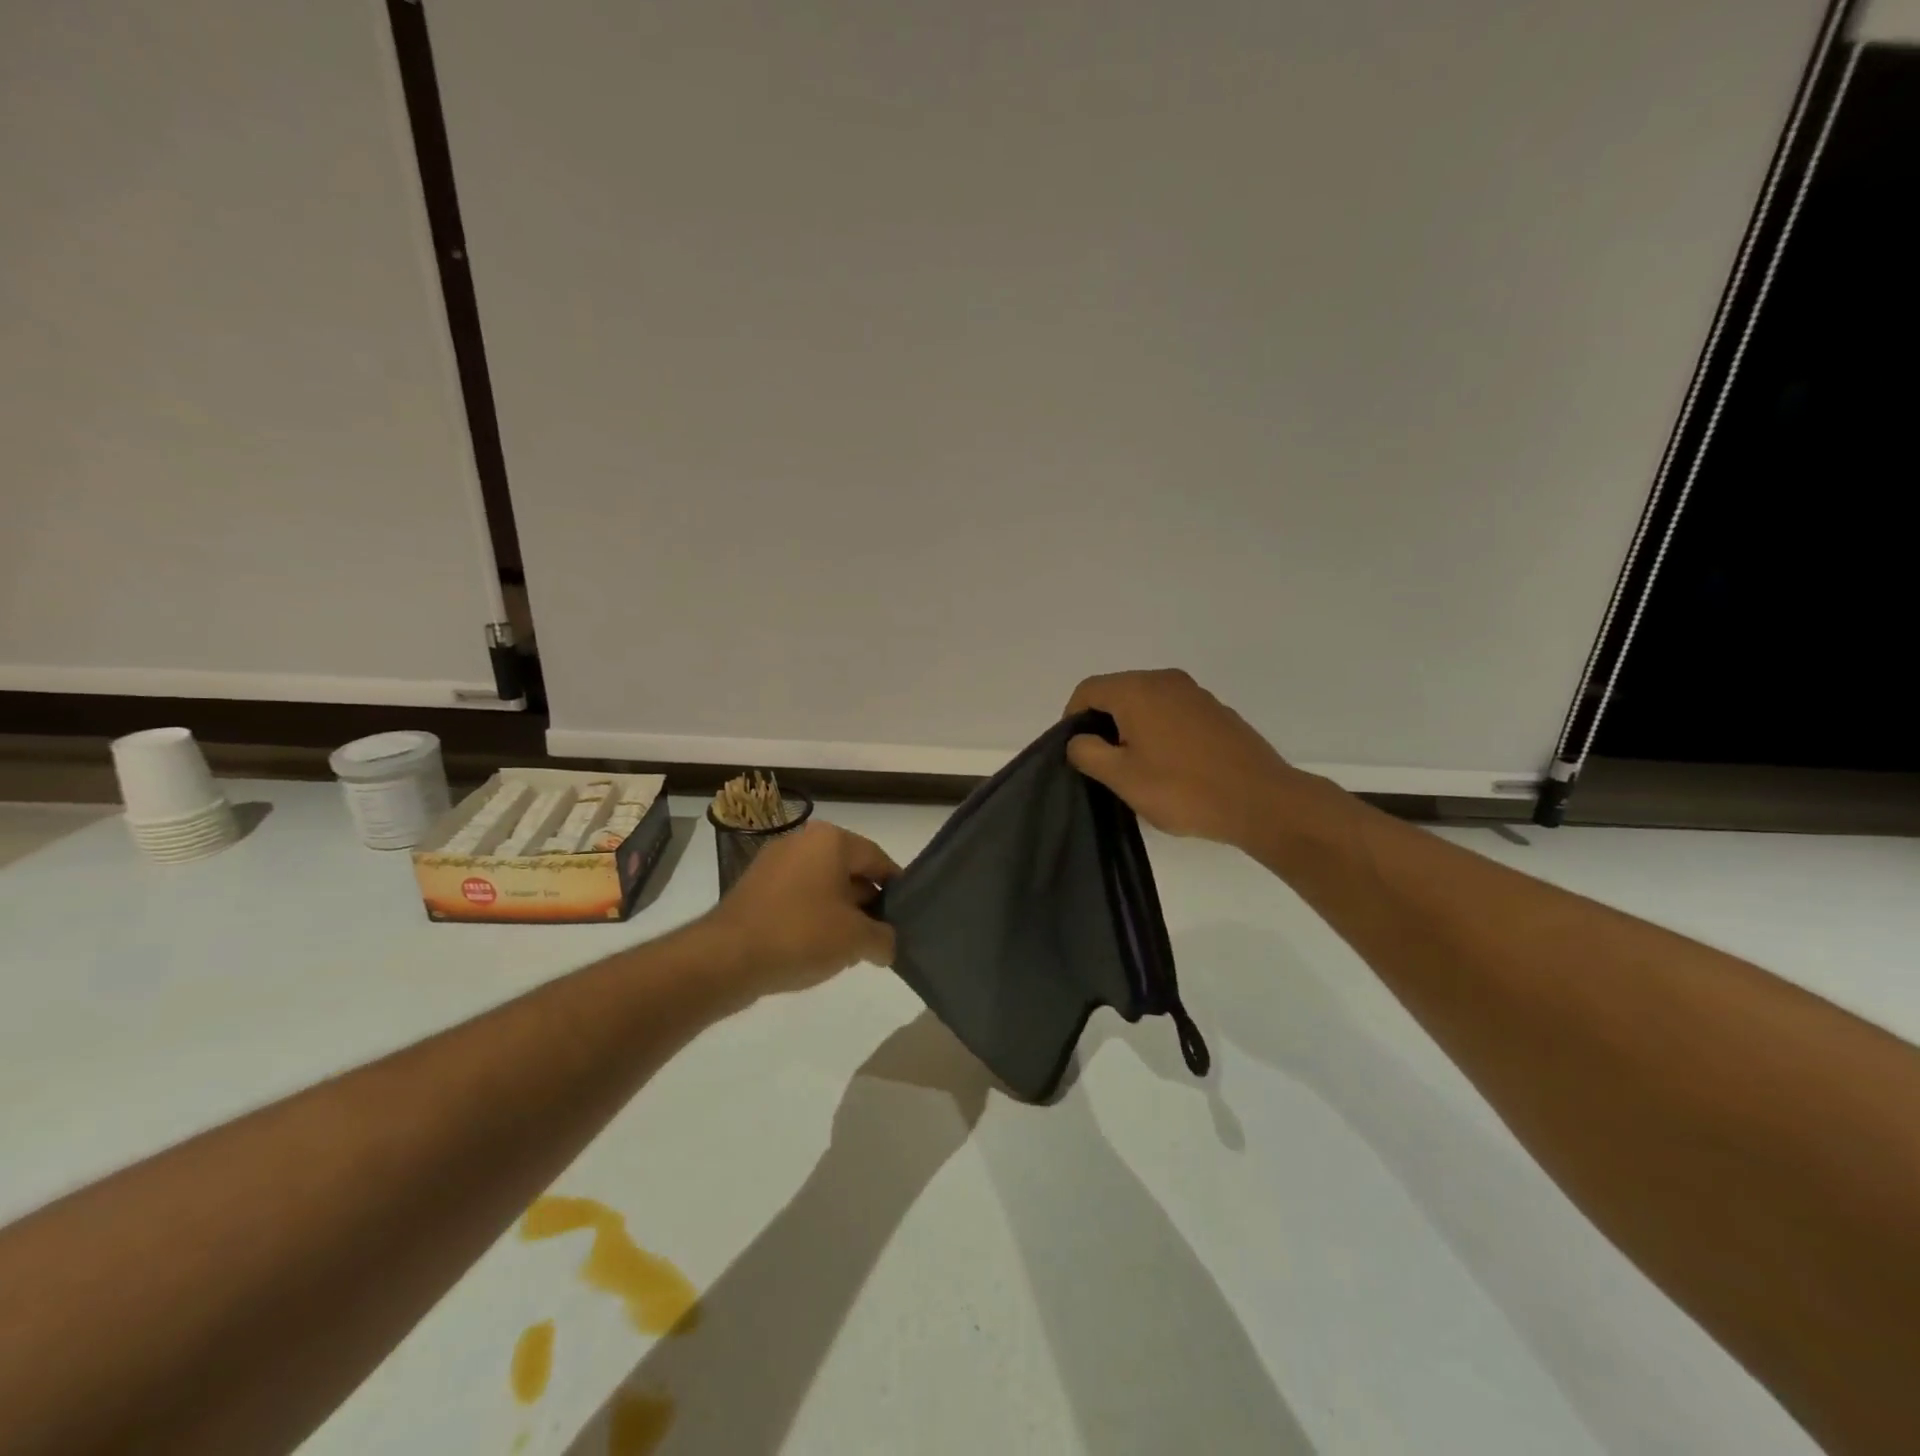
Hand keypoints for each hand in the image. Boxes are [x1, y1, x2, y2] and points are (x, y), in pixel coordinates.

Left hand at [704, 821, 899, 994]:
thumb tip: (887, 944)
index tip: (906, 917)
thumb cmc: (800, 934)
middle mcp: (802, 840)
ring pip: (823, 885)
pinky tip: (816, 948)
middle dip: (867, 903)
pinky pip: (797, 897)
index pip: (878, 859)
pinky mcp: (754, 887)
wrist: (725, 957)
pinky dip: (812, 917)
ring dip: (840, 913)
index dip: (896, 889)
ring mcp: (774, 863)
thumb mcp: (856, 940)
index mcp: (831, 839)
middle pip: (850, 870)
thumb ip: (883, 938)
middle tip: (880, 937)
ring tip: (849, 949)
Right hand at [1063, 669, 1306, 850]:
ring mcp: (1196, 694)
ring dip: (1132, 729)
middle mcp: (1166, 680)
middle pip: (1118, 692)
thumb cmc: (1183, 789)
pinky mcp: (1217, 712)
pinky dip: (1160, 732)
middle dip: (1103, 724)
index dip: (1072, 718)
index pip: (1088, 690)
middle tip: (1104, 765)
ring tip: (1137, 769)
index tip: (1077, 753)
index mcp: (1138, 690)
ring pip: (1147, 703)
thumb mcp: (1122, 777)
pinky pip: (1173, 713)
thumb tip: (1078, 739)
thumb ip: (1087, 752)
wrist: (1262, 802)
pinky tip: (1171, 767)